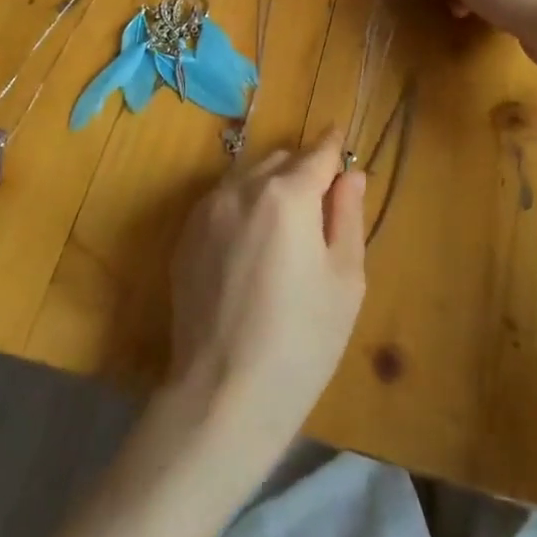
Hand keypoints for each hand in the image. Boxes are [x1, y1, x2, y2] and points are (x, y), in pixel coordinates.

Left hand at [166, 130, 366, 468]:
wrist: (223, 392)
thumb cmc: (301, 340)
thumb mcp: (345, 279)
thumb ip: (348, 215)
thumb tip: (351, 175)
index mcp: (287, 194)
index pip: (318, 153)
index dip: (334, 148)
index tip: (342, 144)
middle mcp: (241, 188)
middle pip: (281, 160)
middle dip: (303, 171)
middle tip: (320, 209)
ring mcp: (207, 210)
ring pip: (248, 177)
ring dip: (270, 188)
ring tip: (284, 232)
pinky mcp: (185, 235)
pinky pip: (223, 202)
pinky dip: (243, 208)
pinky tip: (251, 250)